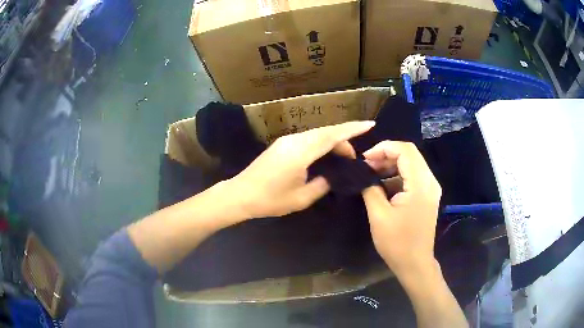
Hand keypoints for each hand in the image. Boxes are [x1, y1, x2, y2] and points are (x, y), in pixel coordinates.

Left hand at [227, 121, 374, 218]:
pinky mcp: (282, 144)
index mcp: (300, 153)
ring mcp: (287, 141)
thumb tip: (331, 176)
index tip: (369, 125)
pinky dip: (322, 143)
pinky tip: (326, 155)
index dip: (352, 129)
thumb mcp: (301, 198)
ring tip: (343, 157)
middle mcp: (294, 141)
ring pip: (317, 134)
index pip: (331, 136)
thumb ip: (321, 185)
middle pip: (326, 132)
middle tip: (354, 157)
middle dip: (344, 139)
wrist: (240, 194)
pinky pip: (308, 139)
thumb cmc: (269, 200)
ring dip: (332, 141)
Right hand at [361, 141, 441, 276]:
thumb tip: (363, 174)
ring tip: (371, 175)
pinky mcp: (428, 195)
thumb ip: (370, 189)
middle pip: (409, 154)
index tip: (365, 159)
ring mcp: (431, 188)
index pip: (405, 150)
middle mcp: (430, 181)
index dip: (383, 148)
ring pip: (411, 164)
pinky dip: (397, 175)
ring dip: (391, 165)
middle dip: (386, 155)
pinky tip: (383, 185)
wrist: (415, 263)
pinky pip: (413, 176)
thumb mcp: (379, 216)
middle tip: (366, 166)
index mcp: (420, 185)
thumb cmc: (397, 243)